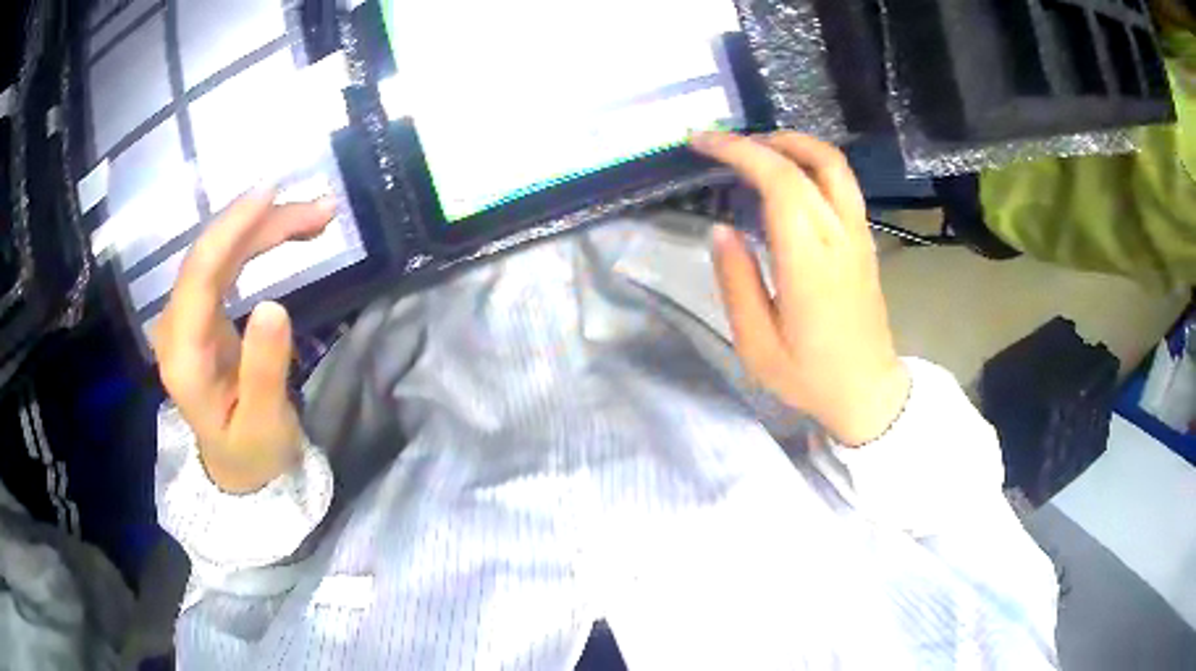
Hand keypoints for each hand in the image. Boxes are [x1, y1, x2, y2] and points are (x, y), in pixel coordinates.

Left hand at [153, 190, 334, 492]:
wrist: (237, 467)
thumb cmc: (251, 453)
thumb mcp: (264, 425)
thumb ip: (264, 371)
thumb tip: (275, 306)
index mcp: (183, 358)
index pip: (198, 278)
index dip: (230, 230)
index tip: (271, 195)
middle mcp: (177, 327)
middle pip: (211, 255)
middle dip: (261, 223)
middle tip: (321, 210)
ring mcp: (187, 316)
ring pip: (222, 253)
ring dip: (267, 228)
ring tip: (318, 216)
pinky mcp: (202, 311)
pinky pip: (227, 263)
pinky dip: (259, 241)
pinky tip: (288, 229)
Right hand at [693, 132, 909, 445]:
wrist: (869, 392)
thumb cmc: (810, 376)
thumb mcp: (757, 345)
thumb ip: (736, 283)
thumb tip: (720, 230)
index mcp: (809, 261)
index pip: (779, 180)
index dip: (739, 151)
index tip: (701, 143)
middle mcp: (840, 236)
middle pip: (808, 161)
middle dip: (758, 141)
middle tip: (720, 144)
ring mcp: (858, 235)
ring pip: (835, 165)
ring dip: (794, 144)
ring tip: (756, 148)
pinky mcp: (865, 241)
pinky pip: (843, 184)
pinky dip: (811, 163)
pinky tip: (789, 176)